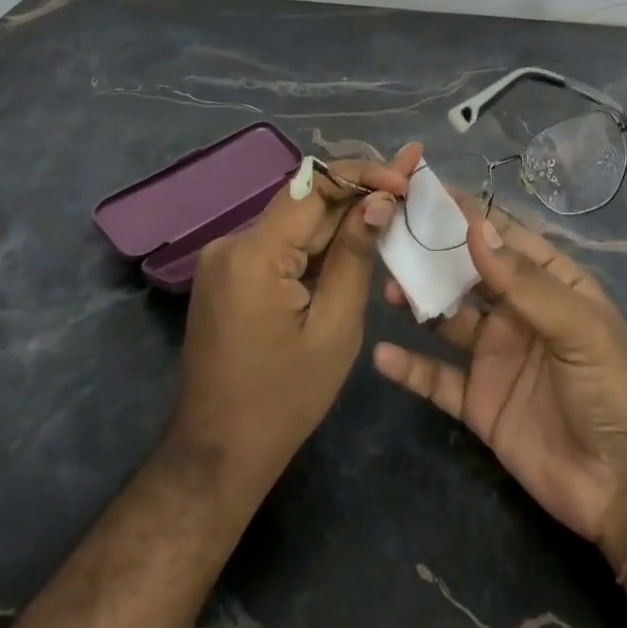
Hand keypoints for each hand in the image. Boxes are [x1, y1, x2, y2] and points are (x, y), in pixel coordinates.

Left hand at [168, 142, 422, 501]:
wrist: (217, 453)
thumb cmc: (284, 400)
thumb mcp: (335, 328)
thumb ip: (355, 256)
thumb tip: (379, 201)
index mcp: (254, 254)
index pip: (314, 187)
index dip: (364, 174)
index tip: (406, 176)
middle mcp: (231, 243)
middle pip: (304, 200)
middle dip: (359, 189)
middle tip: (409, 177)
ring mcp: (224, 257)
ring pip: (295, 219)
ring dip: (342, 213)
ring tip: (393, 200)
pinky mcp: (227, 273)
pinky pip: (281, 242)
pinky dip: (318, 239)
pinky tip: (355, 235)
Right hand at [372, 210, 626, 566]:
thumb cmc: (615, 389)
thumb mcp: (578, 327)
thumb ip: (524, 281)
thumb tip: (477, 227)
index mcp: (549, 283)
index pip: (502, 237)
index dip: (466, 213)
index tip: (422, 191)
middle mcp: (517, 313)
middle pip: (466, 274)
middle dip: (431, 254)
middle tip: (390, 234)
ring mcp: (495, 357)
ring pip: (446, 320)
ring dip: (417, 302)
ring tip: (387, 287)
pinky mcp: (479, 403)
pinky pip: (437, 379)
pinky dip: (409, 367)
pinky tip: (382, 354)